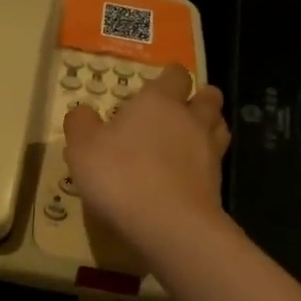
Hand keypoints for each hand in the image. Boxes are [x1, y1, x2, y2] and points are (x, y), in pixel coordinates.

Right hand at [63, 65, 229, 258]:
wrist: (168, 224)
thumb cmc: (120, 176)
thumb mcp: (83, 148)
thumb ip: (81, 125)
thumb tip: (82, 112)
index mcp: (158, 101)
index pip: (175, 75)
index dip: (169, 78)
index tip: (159, 84)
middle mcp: (190, 119)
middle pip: (208, 97)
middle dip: (198, 98)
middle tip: (180, 110)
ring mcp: (210, 151)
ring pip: (219, 126)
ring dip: (209, 127)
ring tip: (191, 138)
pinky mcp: (217, 184)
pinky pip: (216, 162)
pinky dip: (206, 163)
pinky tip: (188, 174)